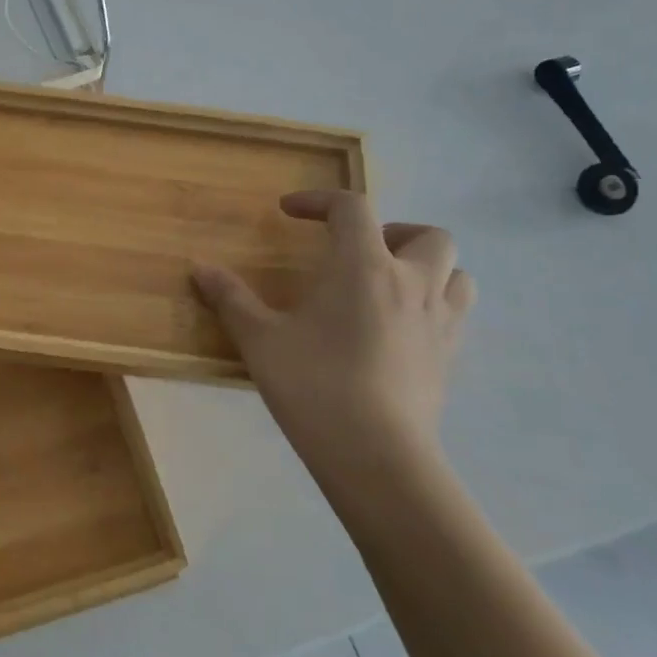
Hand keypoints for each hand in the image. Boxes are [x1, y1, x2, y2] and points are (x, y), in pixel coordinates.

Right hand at [191, 190, 473, 494]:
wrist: (376, 455)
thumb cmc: (314, 385)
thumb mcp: (260, 340)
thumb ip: (230, 299)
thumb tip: (199, 269)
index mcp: (364, 268)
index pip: (352, 209)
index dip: (320, 201)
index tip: (289, 211)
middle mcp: (412, 284)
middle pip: (427, 235)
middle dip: (394, 232)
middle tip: (357, 252)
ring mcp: (439, 322)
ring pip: (457, 274)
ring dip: (427, 268)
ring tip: (388, 286)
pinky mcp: (449, 358)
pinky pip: (454, 314)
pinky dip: (432, 305)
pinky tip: (398, 329)